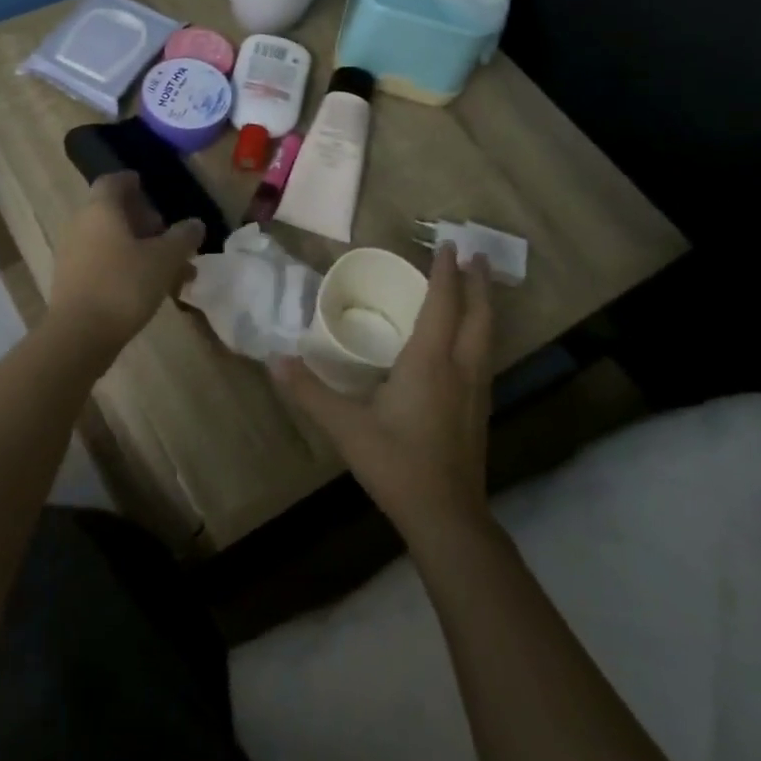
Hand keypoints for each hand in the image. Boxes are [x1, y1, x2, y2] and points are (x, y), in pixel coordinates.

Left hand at [45, 172, 204, 351]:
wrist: (79, 335)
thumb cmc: (124, 285)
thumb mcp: (164, 259)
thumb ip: (182, 237)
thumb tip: (195, 224)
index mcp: (100, 209)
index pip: (113, 181)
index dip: (132, 182)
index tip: (149, 188)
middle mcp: (81, 224)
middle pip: (112, 212)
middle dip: (143, 221)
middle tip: (168, 235)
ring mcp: (72, 254)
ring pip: (110, 240)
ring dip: (138, 247)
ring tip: (169, 269)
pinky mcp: (71, 281)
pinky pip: (102, 262)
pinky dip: (125, 266)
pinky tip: (148, 288)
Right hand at [276, 244, 494, 536]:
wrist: (446, 517)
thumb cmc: (396, 464)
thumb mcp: (345, 427)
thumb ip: (309, 391)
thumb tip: (274, 359)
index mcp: (430, 362)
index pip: (442, 304)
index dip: (445, 273)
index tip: (448, 244)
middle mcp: (460, 368)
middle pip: (478, 315)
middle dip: (477, 282)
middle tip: (476, 255)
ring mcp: (475, 391)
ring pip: (487, 336)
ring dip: (483, 306)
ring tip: (477, 287)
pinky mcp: (478, 410)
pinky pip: (483, 355)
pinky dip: (479, 332)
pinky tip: (469, 341)